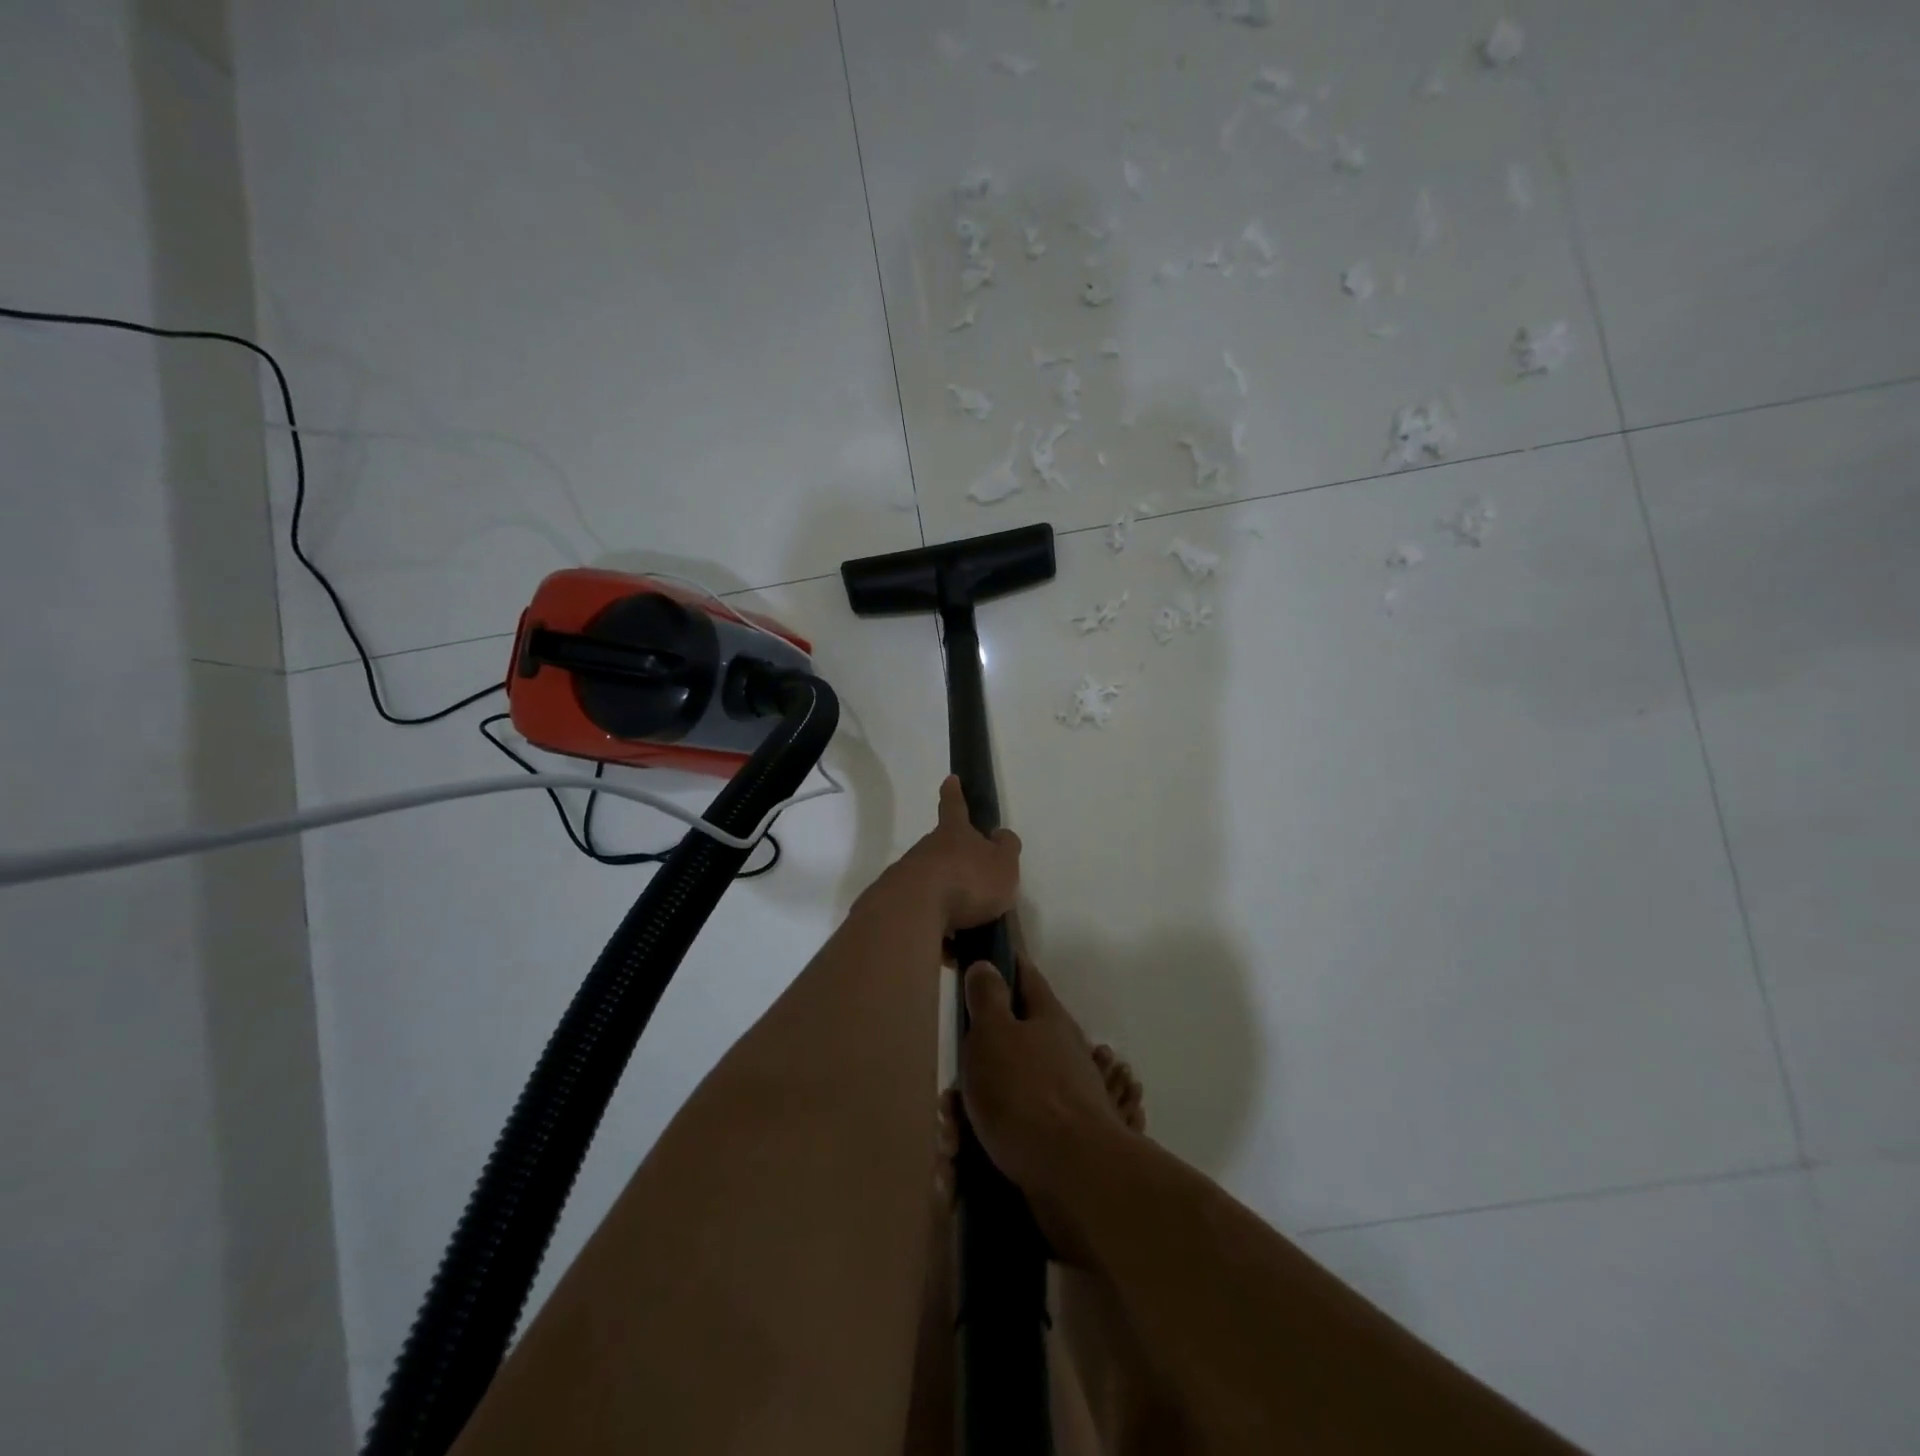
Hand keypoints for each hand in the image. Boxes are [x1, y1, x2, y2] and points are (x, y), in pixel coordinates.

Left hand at [893, 776, 1021, 933]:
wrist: (913, 911)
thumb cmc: (967, 882)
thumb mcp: (1003, 865)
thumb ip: (1006, 850)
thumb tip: (1000, 836)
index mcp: (954, 834)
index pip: (955, 806)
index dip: (955, 793)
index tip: (950, 779)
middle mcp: (927, 849)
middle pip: (942, 850)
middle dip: (956, 863)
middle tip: (975, 885)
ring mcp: (907, 876)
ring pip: (931, 885)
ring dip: (947, 902)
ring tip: (966, 930)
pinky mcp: (895, 905)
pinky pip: (923, 916)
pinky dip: (936, 930)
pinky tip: (948, 952)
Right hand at [959, 956, 1136, 1261]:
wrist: (1076, 1175)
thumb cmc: (1027, 1092)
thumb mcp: (995, 1034)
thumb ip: (987, 998)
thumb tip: (986, 964)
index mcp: (1047, 1018)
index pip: (1024, 977)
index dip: (1002, 966)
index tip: (978, 963)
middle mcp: (1058, 1052)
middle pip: (1007, 1043)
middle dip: (971, 1067)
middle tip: (947, 1095)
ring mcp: (1060, 1097)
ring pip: (1002, 1093)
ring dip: (970, 1115)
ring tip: (949, 1143)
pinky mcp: (1055, 1140)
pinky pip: (1009, 1133)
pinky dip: (982, 1146)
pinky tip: (961, 1168)